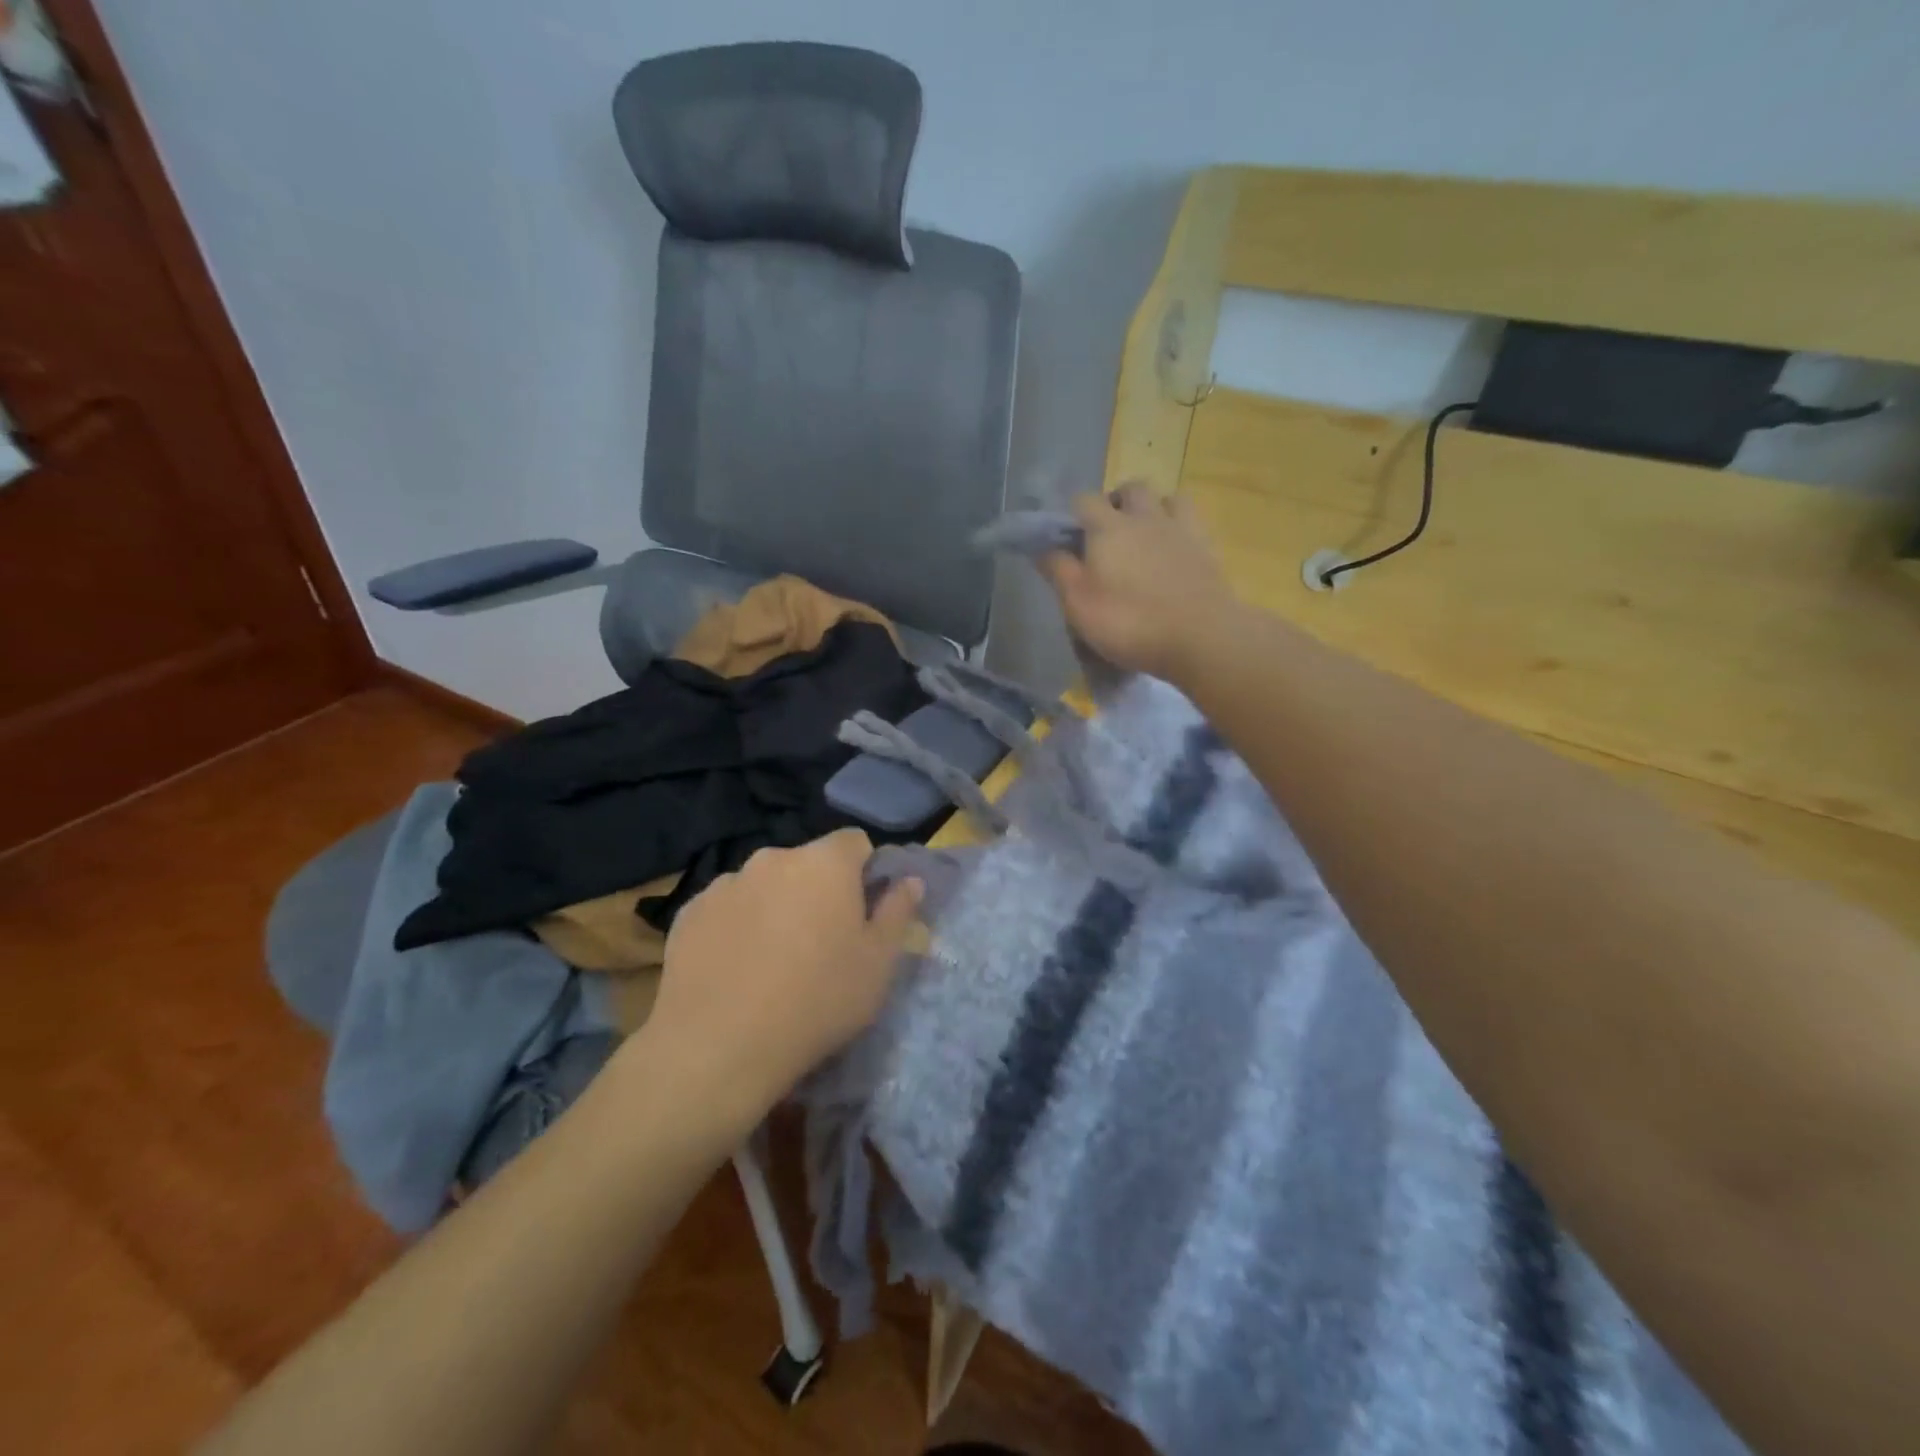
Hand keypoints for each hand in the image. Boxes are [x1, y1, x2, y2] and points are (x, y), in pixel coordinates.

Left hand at [645, 829, 922, 1121]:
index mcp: (825, 862)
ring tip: (772, 961)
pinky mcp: (689, 912)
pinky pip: (727, 908)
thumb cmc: (817, 1001)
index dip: (864, 872)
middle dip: (818, 890)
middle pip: (807, 863)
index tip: (862, 913)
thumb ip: (897, 912)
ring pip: (765, 885)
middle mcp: (773, 858)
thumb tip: (909, 880)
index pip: (855, 842)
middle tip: (821, 944)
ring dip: (776, 906)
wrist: (717, 1047)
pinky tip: (735, 969)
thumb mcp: (878, 964)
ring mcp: (726, 883)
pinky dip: (737, 926)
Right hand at [1041, 484, 1237, 683]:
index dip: (1072, 515)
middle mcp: (1143, 517)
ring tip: (1143, 535)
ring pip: (1164, 497)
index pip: (1083, 500)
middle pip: (1128, 489)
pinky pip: (1189, 518)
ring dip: (1150, 508)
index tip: (1067, 539)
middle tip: (1106, 535)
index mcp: (1107, 528)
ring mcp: (1179, 527)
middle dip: (1115, 503)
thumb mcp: (1079, 604)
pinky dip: (1177, 523)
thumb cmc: (1129, 622)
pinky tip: (1173, 543)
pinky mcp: (1206, 545)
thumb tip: (1041, 547)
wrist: (1200, 636)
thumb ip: (1058, 571)